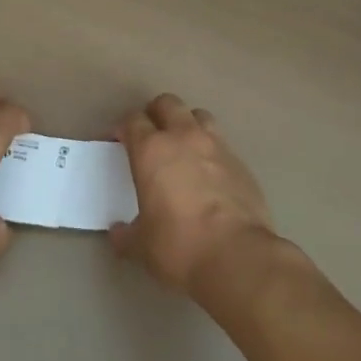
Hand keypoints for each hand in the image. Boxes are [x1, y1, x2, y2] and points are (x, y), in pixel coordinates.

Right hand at [110, 94, 276, 296]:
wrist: (237, 256)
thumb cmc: (180, 246)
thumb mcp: (142, 246)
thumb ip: (127, 234)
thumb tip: (118, 233)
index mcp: (152, 150)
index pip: (133, 120)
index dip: (123, 128)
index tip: (119, 142)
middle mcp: (183, 137)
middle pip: (167, 103)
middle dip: (156, 114)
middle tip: (150, 136)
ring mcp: (216, 145)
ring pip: (198, 115)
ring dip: (187, 124)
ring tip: (183, 147)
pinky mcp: (241, 162)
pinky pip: (221, 143)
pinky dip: (211, 150)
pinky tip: (209, 173)